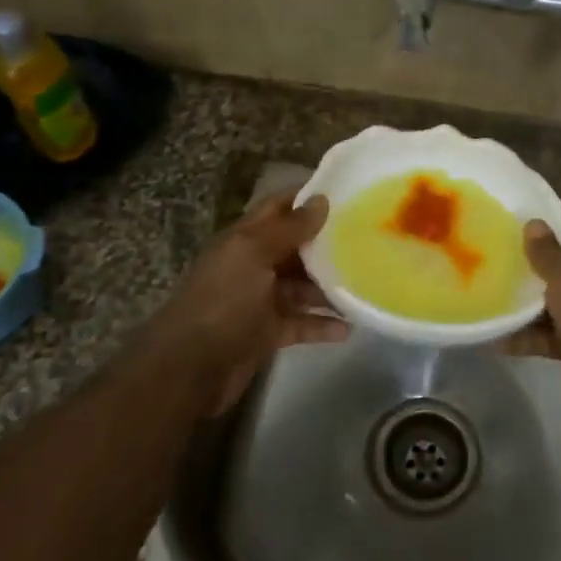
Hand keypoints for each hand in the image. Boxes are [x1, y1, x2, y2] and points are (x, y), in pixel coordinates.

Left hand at [148, 190, 346, 412]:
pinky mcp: (267, 333)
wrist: (190, 368)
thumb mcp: (254, 255)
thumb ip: (289, 228)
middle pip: (295, 248)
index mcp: (244, 239)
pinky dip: (323, 324)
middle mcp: (252, 265)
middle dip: (327, 243)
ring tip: (367, 283)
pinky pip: (301, 323)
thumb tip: (321, 200)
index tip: (347, 193)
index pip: (278, 208)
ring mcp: (259, 301)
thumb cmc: (223, 301)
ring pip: (301, 287)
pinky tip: (350, 327)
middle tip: (369, 239)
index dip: (307, 198)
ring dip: (330, 286)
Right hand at [503, 219, 560, 419]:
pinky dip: (523, 337)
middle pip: (556, 268)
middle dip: (526, 267)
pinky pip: (544, 336)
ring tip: (484, 297)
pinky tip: (495, 336)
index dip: (543, 228)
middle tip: (488, 261)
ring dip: (521, 305)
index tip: (508, 227)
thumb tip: (533, 223)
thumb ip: (545, 249)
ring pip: (547, 304)